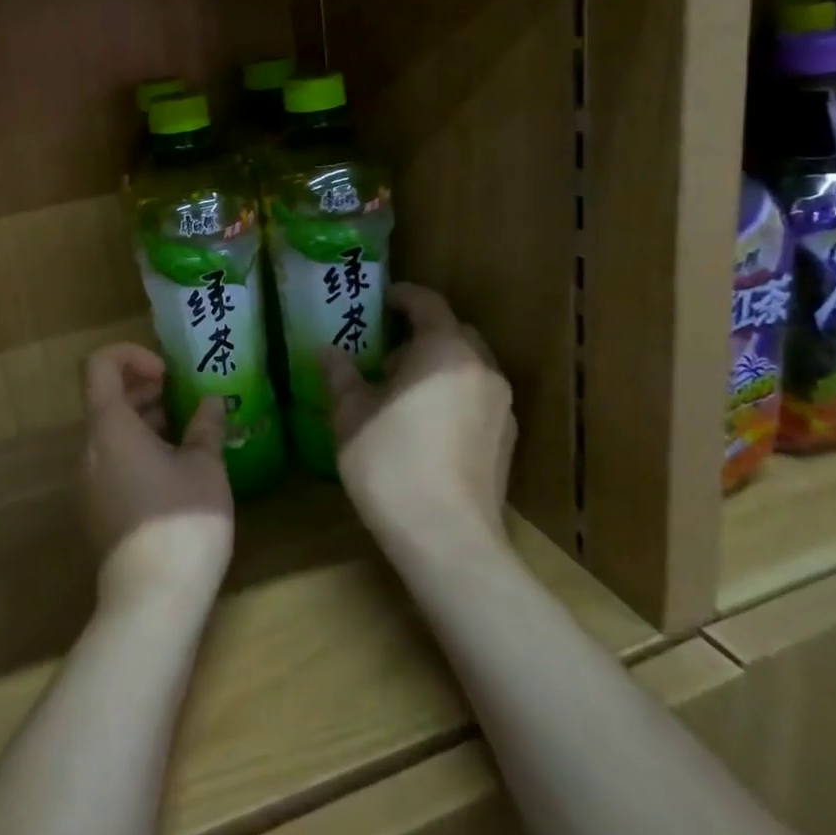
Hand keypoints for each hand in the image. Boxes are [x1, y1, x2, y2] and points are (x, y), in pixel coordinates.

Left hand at [81, 344, 234, 612]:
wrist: (151, 601)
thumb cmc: (181, 520)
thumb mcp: (205, 467)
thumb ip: (205, 427)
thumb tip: (211, 402)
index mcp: (109, 427)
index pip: (101, 366)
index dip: (131, 355)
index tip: (167, 373)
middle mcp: (89, 449)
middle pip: (106, 399)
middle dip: (145, 389)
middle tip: (185, 399)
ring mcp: (88, 483)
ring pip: (111, 434)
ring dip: (144, 422)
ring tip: (187, 433)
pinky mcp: (97, 511)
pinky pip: (112, 463)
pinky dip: (138, 451)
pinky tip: (176, 471)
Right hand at [320, 284, 516, 546]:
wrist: (446, 538)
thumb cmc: (390, 463)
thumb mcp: (350, 414)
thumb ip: (341, 375)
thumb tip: (328, 352)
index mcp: (444, 351)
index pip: (427, 303)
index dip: (402, 297)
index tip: (378, 302)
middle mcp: (481, 369)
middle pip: (454, 333)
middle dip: (421, 333)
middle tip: (385, 351)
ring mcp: (501, 406)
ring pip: (468, 367)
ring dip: (438, 366)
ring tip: (402, 391)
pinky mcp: (507, 440)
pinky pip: (477, 398)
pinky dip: (453, 395)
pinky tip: (426, 424)